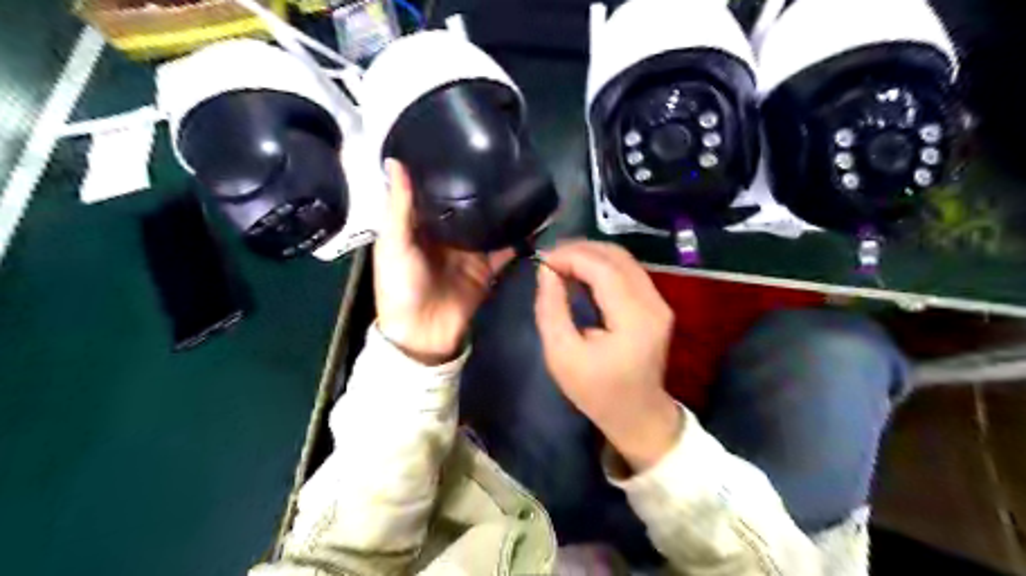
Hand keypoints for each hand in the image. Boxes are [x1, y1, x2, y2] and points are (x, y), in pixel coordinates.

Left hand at [373, 157, 512, 363]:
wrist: (423, 334)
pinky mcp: (488, 268)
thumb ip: (398, 207)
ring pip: (490, 224)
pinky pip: (506, 249)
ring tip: (526, 182)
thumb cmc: (400, 286)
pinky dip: (521, 237)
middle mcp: (448, 233)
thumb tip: (396, 161)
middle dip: (484, 186)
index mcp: (422, 224)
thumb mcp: (393, 244)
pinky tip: (536, 218)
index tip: (465, 141)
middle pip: (469, 205)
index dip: (448, 170)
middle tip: (506, 157)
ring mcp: (471, 251)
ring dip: (506, 209)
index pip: (437, 190)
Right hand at [534, 240, 679, 470]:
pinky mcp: (657, 304)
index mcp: (633, 320)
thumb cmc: (596, 392)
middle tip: (548, 258)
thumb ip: (551, 309)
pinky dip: (602, 265)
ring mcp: (660, 302)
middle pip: (616, 257)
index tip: (542, 260)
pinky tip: (580, 271)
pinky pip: (628, 271)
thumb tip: (546, 271)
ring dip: (590, 254)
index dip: (571, 256)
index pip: (603, 269)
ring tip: (560, 262)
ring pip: (624, 259)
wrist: (638, 415)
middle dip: (579, 250)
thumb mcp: (561, 355)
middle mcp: (654, 304)